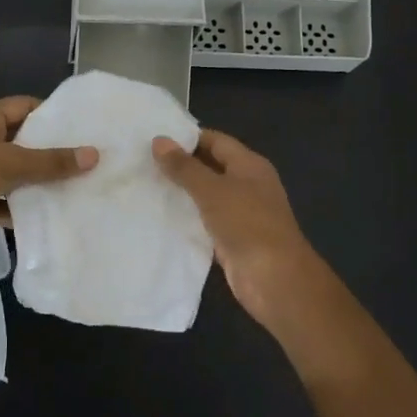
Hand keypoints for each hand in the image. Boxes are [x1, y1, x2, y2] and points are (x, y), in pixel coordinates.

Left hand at [0, 97, 97, 259]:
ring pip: (12, 172)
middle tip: (86, 158)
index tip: (82, 127)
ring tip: (76, 186)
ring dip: (36, 181)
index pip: (23, 107)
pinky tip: (48, 213)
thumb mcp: (10, 164)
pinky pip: (2, 199)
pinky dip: (19, 206)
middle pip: (20, 140)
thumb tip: (94, 155)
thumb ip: (52, 161)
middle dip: (49, 151)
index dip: (51, 115)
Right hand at [153, 129, 322, 329]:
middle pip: (211, 167)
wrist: (273, 278)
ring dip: (182, 193)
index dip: (187, 137)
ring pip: (206, 196)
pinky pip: (205, 221)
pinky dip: (187, 218)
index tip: (154, 138)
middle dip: (181, 165)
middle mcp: (248, 185)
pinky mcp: (232, 239)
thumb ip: (184, 167)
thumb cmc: (247, 224)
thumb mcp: (212, 190)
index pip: (216, 141)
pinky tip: (160, 216)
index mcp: (250, 165)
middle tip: (142, 161)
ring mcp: (241, 213)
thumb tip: (158, 140)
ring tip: (144, 185)